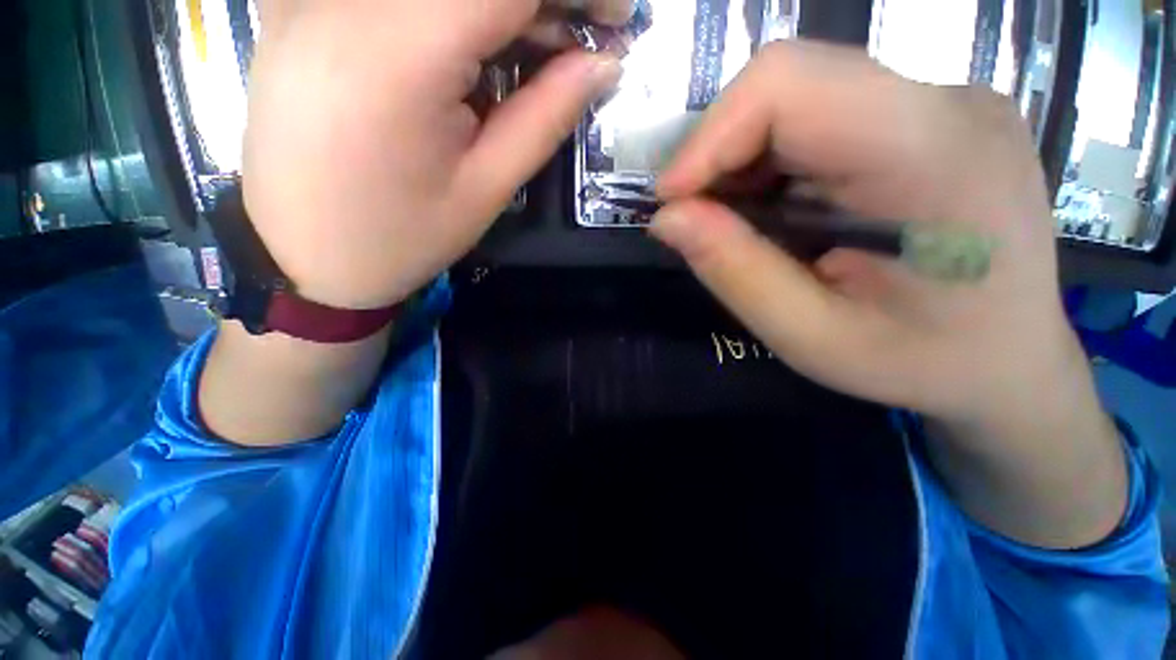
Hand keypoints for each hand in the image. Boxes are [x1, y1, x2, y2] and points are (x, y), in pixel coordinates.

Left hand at [243, 0, 630, 308]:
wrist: (304, 256)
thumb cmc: (402, 238)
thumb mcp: (487, 188)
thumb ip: (546, 115)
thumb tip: (604, 63)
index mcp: (395, 56)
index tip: (615, 18)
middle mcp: (340, 0)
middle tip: (575, 41)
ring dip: (499, 6)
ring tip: (530, 50)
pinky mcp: (296, 3)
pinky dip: (452, 12)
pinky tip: (470, 45)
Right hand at [653, 41, 1073, 427]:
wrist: (1014, 363)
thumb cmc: (924, 364)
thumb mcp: (811, 337)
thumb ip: (735, 272)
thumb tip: (667, 219)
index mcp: (936, 156)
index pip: (790, 83)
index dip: (710, 136)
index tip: (671, 201)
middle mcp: (948, 104)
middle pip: (791, 84)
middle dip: (721, 154)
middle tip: (697, 220)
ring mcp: (945, 103)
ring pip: (802, 98)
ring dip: (746, 162)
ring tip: (740, 225)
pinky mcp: (931, 118)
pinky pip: (824, 117)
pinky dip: (775, 164)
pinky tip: (780, 213)